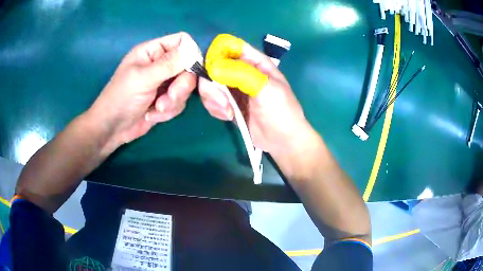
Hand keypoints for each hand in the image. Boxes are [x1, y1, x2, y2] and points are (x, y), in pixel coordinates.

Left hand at [89, 32, 199, 149]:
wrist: (113, 128)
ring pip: (185, 87)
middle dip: (180, 85)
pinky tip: (152, 115)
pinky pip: (180, 102)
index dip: (190, 53)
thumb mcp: (143, 79)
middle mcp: (161, 64)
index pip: (181, 41)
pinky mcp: (166, 100)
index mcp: (153, 51)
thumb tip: (193, 50)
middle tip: (170, 96)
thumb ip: (168, 64)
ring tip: (157, 108)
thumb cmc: (121, 98)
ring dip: (173, 101)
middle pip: (188, 66)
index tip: (190, 70)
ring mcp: (164, 83)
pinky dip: (169, 111)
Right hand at [199, 34, 312, 154]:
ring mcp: (234, 88)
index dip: (217, 54)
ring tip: (228, 112)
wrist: (282, 140)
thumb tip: (213, 66)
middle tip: (222, 100)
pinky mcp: (228, 103)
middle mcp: (242, 71)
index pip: (230, 47)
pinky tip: (228, 116)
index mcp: (255, 61)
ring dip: (214, 98)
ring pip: (210, 84)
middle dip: (212, 83)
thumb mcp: (264, 87)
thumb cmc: (281, 111)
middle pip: (214, 66)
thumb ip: (240, 73)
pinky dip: (215, 108)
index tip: (212, 70)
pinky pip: (212, 100)